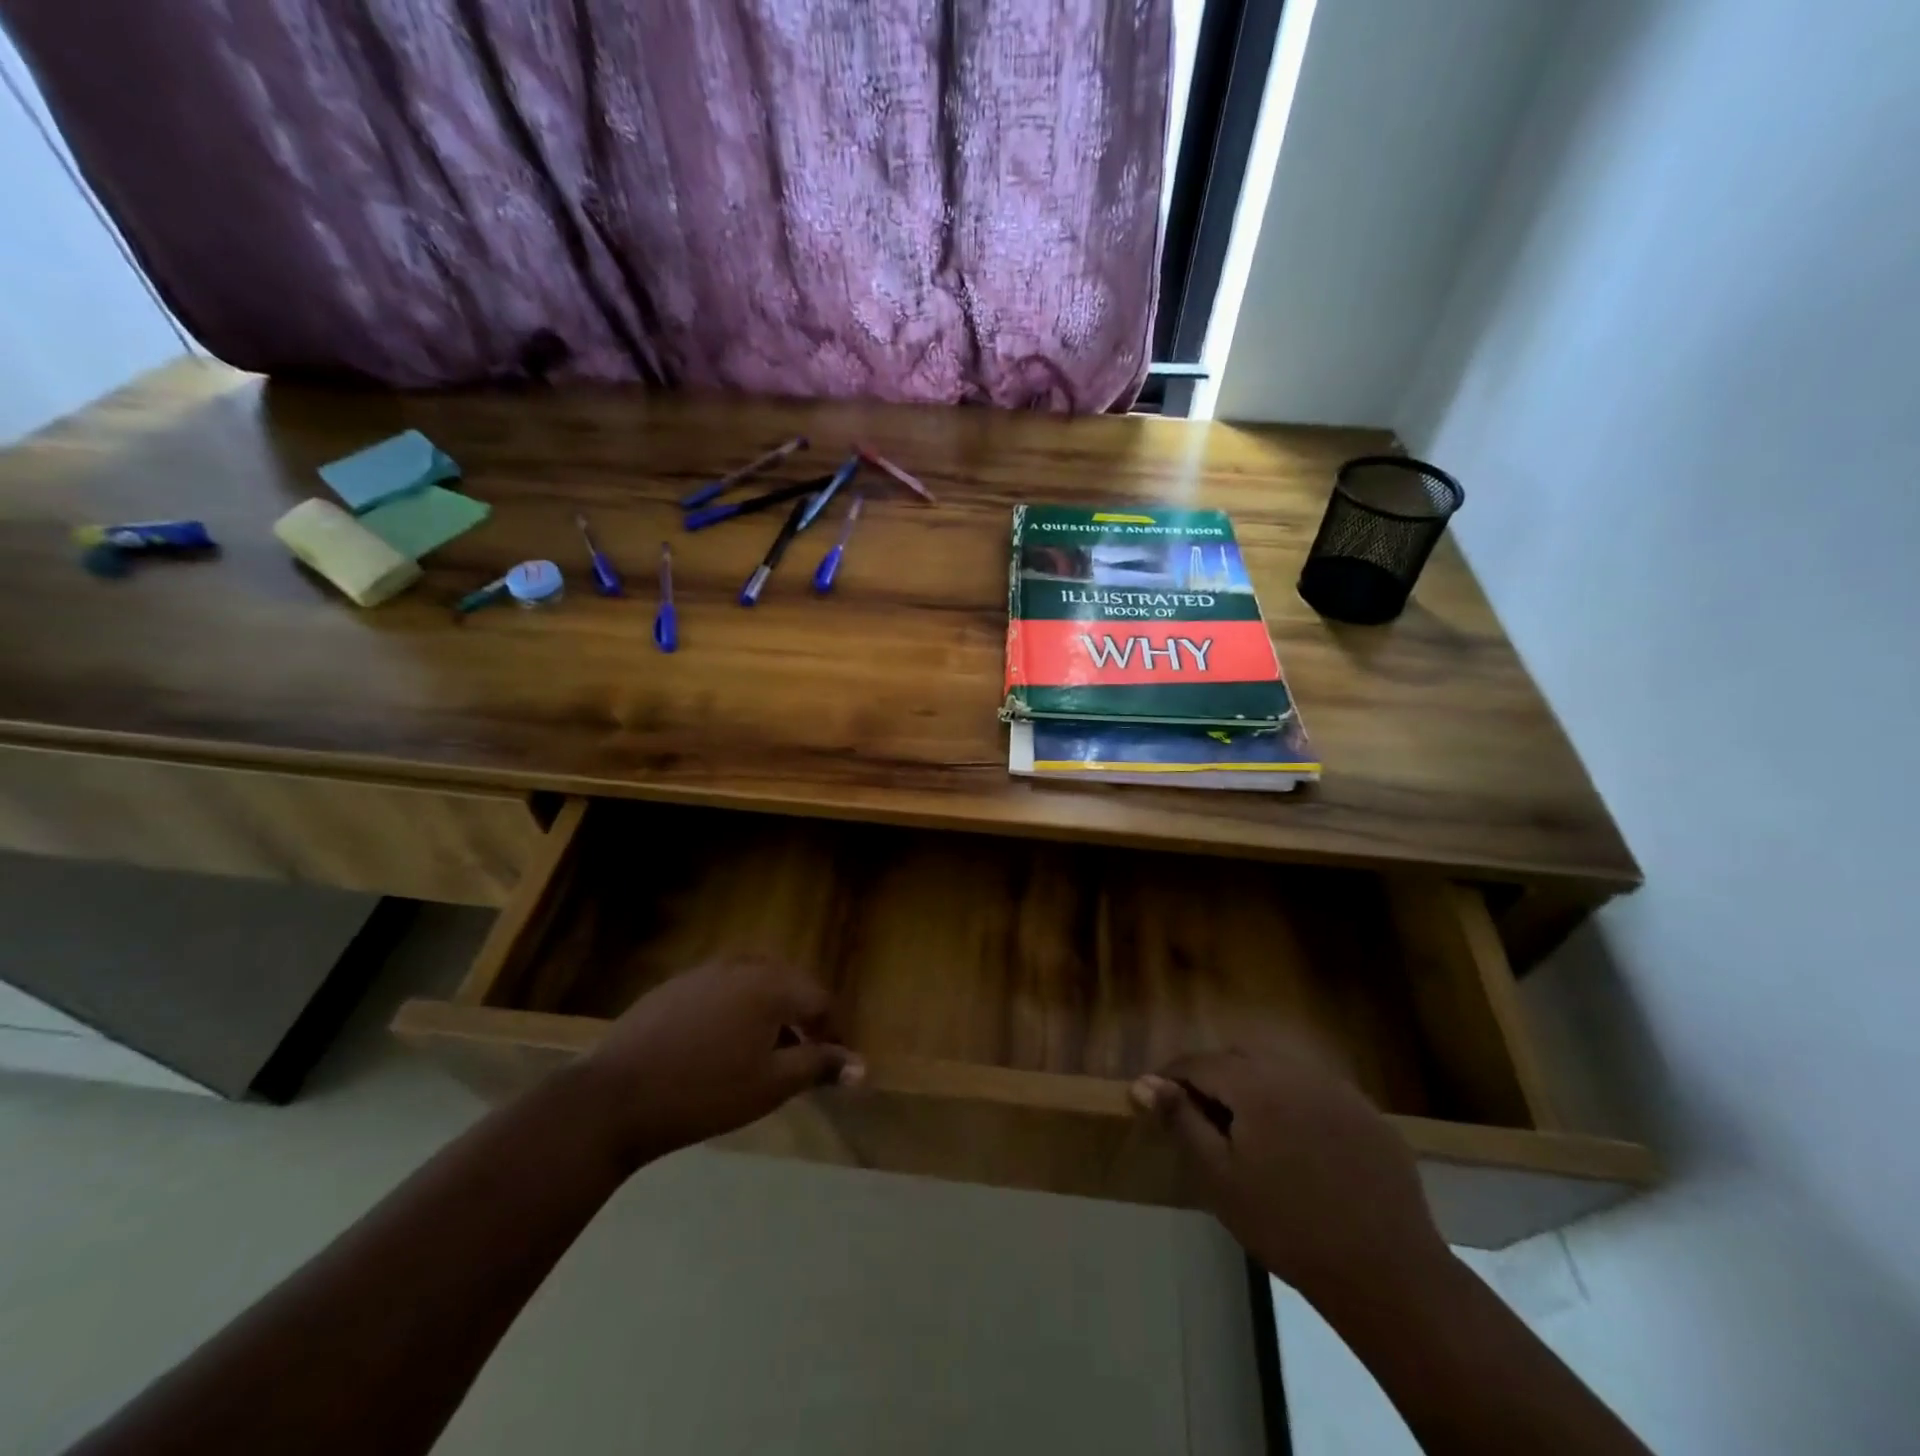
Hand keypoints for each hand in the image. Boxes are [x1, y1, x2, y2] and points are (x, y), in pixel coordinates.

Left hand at [574, 957, 863, 1167]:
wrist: (615, 1097)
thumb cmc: (705, 1093)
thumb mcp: (771, 1084)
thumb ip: (819, 1066)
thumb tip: (862, 1066)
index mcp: (772, 984)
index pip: (820, 1000)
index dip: (833, 1032)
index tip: (833, 1064)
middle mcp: (743, 965)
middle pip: (789, 985)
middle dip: (803, 1018)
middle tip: (804, 1055)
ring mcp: (706, 971)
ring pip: (755, 983)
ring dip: (770, 1011)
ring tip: (765, 1051)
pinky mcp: (676, 985)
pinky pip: (723, 988)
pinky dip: (737, 1009)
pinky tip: (721, 1044)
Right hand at [1132, 1037, 1448, 1305]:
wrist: (1388, 1274)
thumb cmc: (1288, 1226)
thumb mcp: (1220, 1178)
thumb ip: (1180, 1121)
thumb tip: (1142, 1082)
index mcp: (1255, 1082)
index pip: (1199, 1062)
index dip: (1172, 1078)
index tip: (1157, 1102)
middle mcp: (1296, 1071)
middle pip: (1239, 1059)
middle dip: (1214, 1080)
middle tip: (1202, 1121)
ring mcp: (1338, 1090)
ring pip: (1280, 1072)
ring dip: (1255, 1089)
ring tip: (1248, 1133)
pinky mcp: (1369, 1114)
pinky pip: (1316, 1093)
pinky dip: (1295, 1105)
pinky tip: (1299, 1148)